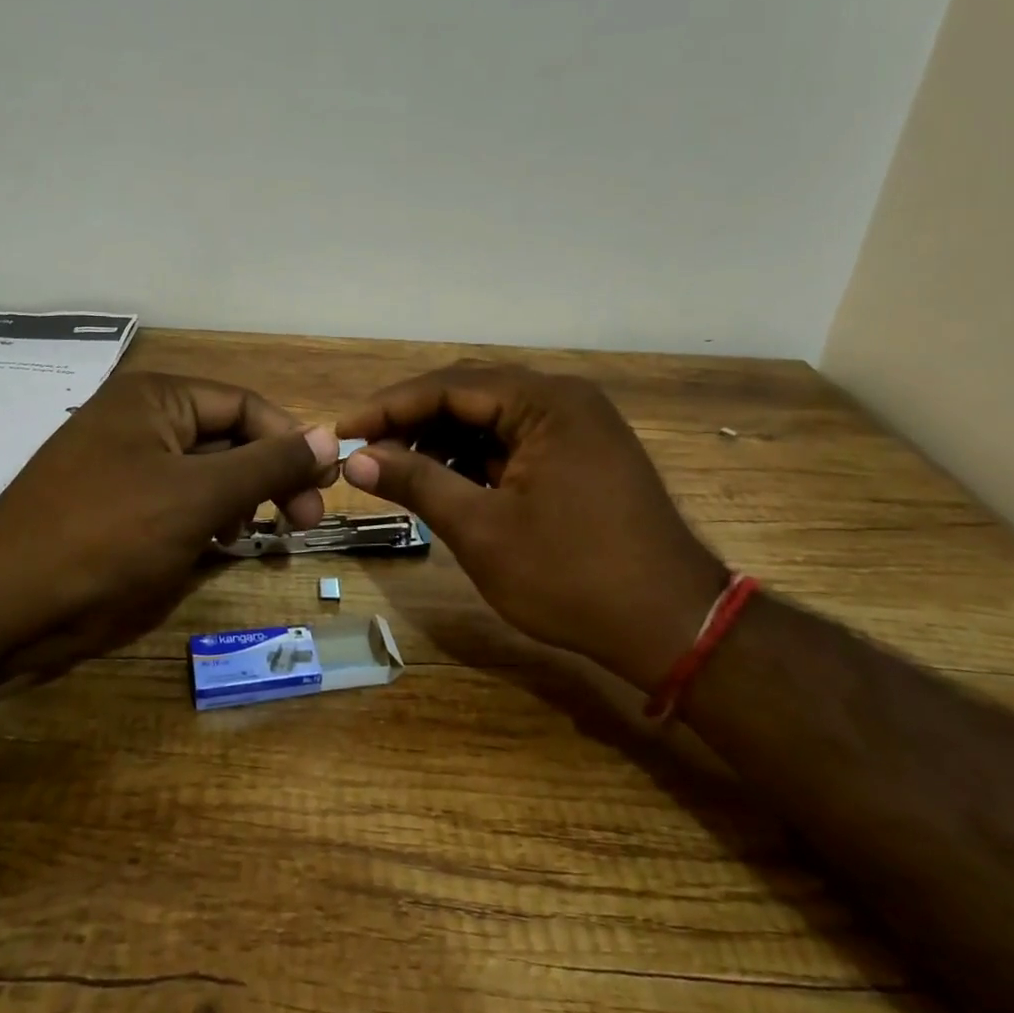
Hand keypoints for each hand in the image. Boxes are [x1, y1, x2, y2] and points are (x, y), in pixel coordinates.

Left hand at [0, 373, 339, 675]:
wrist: (6, 604)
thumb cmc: (109, 535)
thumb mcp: (200, 496)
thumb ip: (269, 464)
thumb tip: (332, 437)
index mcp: (157, 398)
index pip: (246, 406)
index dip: (291, 442)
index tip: (326, 486)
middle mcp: (142, 421)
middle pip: (229, 438)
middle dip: (269, 476)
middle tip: (303, 520)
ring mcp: (126, 465)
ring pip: (207, 473)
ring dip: (241, 500)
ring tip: (258, 533)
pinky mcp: (118, 507)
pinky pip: (179, 501)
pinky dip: (208, 519)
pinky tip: (219, 544)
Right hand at [338, 362, 724, 690]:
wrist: (671, 626)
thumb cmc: (571, 576)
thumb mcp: (482, 529)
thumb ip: (417, 482)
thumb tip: (357, 459)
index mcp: (545, 402)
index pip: (448, 386)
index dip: (388, 408)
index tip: (342, 432)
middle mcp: (564, 399)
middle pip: (470, 394)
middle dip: (412, 421)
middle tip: (364, 449)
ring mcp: (578, 426)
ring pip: (491, 418)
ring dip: (441, 440)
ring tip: (396, 470)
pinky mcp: (582, 454)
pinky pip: (514, 441)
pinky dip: (474, 458)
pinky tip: (444, 481)